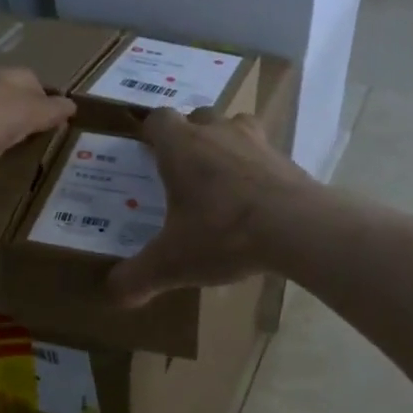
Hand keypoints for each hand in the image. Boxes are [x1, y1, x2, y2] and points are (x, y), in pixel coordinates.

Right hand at [107, 107, 316, 306]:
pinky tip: (256, 199)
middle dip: (189, 137)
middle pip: (198, 117)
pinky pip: (264, 153)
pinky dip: (256, 168)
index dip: (150, 133)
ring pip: (235, 126)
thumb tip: (114, 295)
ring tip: (222, 178)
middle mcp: (218, 133)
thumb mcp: (173, 263)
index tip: (147, 152)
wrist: (298, 228)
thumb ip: (138, 278)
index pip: (158, 119)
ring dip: (225, 144)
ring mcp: (257, 142)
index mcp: (181, 147)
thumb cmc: (223, 234)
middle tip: (183, 171)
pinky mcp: (286, 159)